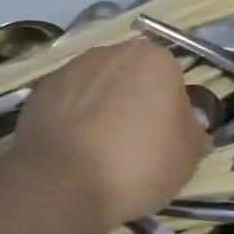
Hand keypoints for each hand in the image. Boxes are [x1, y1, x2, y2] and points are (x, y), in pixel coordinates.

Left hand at [10, 40, 207, 233]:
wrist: (63, 181)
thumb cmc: (138, 163)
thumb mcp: (188, 157)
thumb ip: (194, 133)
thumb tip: (189, 126)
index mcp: (154, 58)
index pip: (172, 82)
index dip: (171, 115)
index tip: (164, 144)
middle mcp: (111, 52)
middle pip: (132, 78)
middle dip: (133, 105)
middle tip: (133, 148)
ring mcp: (71, 68)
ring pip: (97, 89)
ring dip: (101, 111)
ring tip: (98, 154)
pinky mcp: (39, 90)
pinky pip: (66, 104)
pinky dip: (71, 121)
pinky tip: (72, 153)